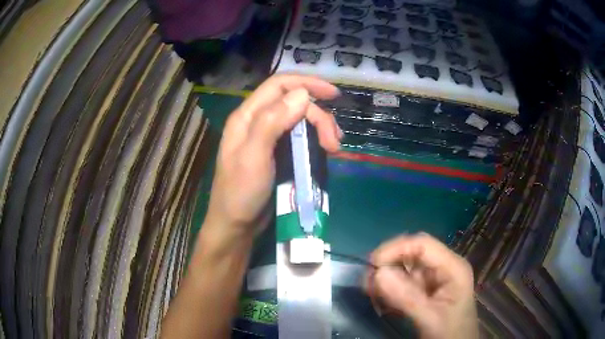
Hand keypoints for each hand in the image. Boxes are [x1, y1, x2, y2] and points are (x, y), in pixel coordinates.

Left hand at [205, 74, 341, 238]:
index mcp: (247, 116)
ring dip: (321, 127)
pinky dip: (316, 140)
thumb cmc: (240, 193)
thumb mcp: (253, 157)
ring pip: (300, 120)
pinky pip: (301, 137)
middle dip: (319, 116)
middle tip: (334, 142)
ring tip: (334, 147)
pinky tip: (326, 151)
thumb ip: (272, 122)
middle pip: (294, 103)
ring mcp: (269, 138)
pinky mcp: (278, 153)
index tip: (334, 94)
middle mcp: (258, 121)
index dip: (307, 83)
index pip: (279, 85)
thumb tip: (301, 94)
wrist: (237, 225)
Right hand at [369, 233, 477, 338]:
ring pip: (403, 269)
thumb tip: (378, 274)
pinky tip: (381, 303)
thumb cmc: (450, 332)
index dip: (396, 248)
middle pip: (411, 254)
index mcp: (452, 267)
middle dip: (388, 264)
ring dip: (385, 280)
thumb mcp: (430, 318)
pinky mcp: (424, 290)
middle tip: (367, 282)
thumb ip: (406, 298)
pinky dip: (388, 291)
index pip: (423, 245)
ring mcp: (432, 279)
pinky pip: (402, 284)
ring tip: (371, 294)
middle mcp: (442, 267)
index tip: (372, 264)